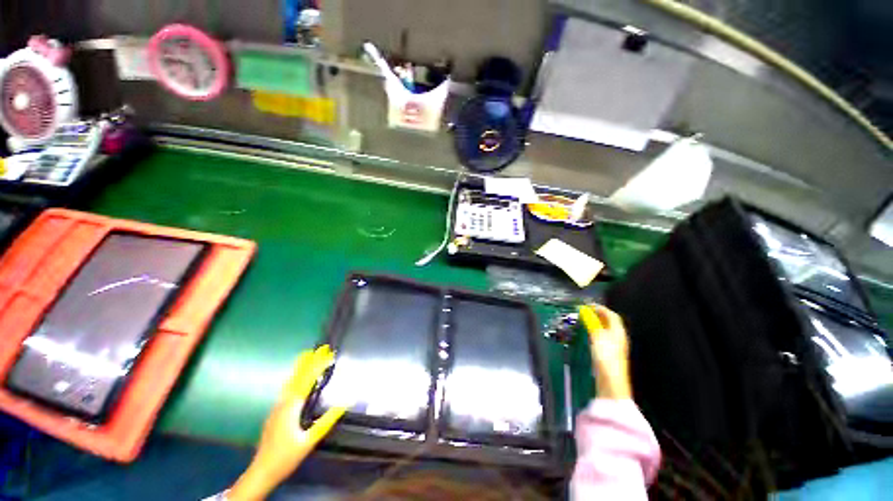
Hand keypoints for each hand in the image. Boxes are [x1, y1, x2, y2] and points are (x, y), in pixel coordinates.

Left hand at [229, 345, 346, 500]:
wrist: (261, 471)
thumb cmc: (287, 456)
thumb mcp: (310, 440)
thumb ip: (327, 421)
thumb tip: (345, 402)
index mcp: (291, 407)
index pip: (307, 380)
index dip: (318, 366)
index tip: (329, 354)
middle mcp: (283, 403)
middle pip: (297, 377)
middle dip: (309, 361)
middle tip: (319, 348)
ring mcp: (277, 407)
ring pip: (290, 382)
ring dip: (301, 368)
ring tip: (308, 356)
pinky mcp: (275, 413)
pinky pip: (287, 389)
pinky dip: (295, 378)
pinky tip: (296, 379)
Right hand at [579, 305, 631, 399]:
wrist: (611, 382)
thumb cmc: (606, 357)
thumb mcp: (597, 336)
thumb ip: (592, 322)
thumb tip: (585, 311)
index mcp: (618, 332)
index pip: (611, 315)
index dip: (600, 308)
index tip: (588, 305)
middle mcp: (618, 338)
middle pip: (610, 322)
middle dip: (598, 315)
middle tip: (585, 312)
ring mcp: (614, 347)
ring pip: (605, 330)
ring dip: (596, 324)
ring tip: (584, 321)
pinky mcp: (609, 355)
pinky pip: (602, 338)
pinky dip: (595, 332)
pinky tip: (587, 335)